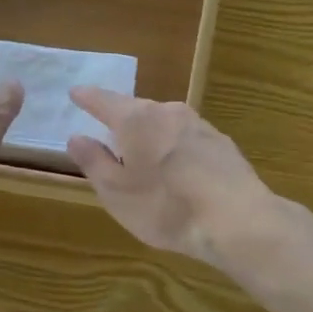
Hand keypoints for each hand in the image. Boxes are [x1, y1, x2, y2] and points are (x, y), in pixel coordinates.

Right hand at [65, 89, 276, 266]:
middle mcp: (168, 111)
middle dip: (121, 120)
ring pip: (164, 123)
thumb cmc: (167, 207)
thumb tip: (77, 137)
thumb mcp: (117, 193)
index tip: (75, 92)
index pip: (104, 100)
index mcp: (136, 119)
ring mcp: (199, 124)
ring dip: (151, 135)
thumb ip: (94, 162)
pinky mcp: (221, 142)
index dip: (87, 98)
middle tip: (108, 133)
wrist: (237, 219)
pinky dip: (174, 148)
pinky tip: (177, 170)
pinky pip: (186, 138)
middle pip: (137, 110)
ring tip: (142, 155)